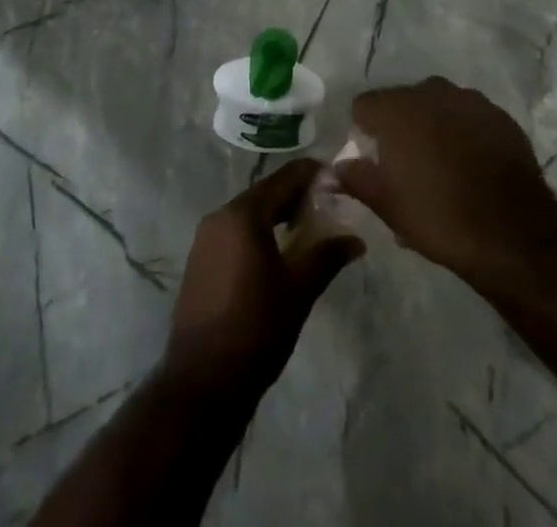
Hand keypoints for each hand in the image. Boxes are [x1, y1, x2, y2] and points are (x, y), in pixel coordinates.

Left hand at [165, 159, 364, 399]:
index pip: (284, 178)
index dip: (312, 174)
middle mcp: (220, 216)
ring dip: (277, 214)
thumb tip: (356, 240)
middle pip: (265, 193)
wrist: (202, 383)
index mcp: (243, 214)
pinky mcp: (199, 260)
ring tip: (307, 227)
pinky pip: (234, 231)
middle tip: (328, 204)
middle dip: (296, 195)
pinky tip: (277, 251)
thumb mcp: (299, 291)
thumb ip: (327, 257)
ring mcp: (205, 238)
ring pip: (249, 212)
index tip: (337, 176)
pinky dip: (258, 231)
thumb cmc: (256, 329)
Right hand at [336, 77, 556, 287]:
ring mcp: (468, 99)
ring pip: (438, 106)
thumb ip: (357, 178)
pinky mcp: (499, 114)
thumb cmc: (439, 217)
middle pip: (402, 101)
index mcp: (396, 109)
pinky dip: (464, 132)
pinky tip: (472, 165)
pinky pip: (469, 116)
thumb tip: (336, 168)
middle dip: (400, 127)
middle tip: (407, 166)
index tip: (373, 159)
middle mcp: (430, 92)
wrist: (513, 231)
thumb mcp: (387, 205)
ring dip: (433, 126)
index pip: (364, 105)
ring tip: (442, 166)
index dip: (364, 131)